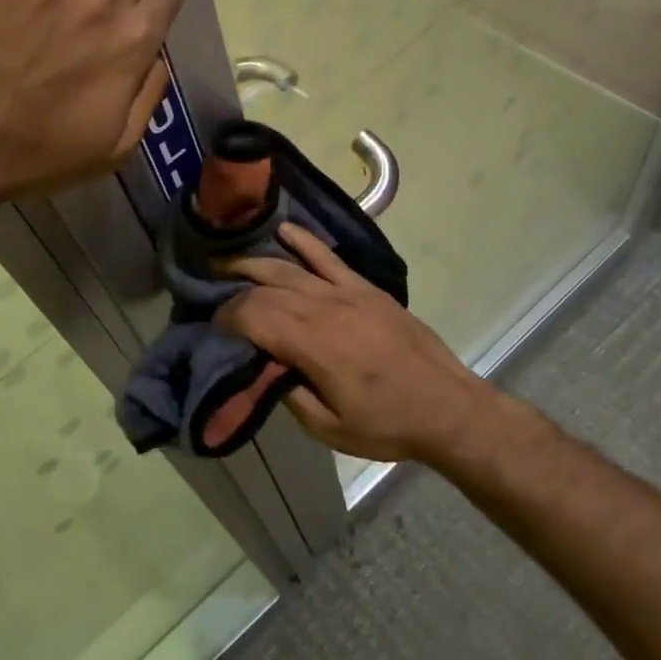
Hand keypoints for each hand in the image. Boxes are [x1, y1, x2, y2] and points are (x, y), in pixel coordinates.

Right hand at [218, 224, 487, 464]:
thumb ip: (288, 394)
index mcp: (311, 344)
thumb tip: (263, 366)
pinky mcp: (365, 287)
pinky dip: (303, 241)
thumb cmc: (386, 424)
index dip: (227, 317)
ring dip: (255, 262)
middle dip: (234, 291)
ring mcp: (346, 292)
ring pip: (289, 267)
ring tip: (228, 261)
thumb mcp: (328, 428)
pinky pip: (327, 257)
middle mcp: (323, 308)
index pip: (253, 316)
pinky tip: (283, 231)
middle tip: (214, 298)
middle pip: (265, 287)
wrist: (447, 408)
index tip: (213, 326)